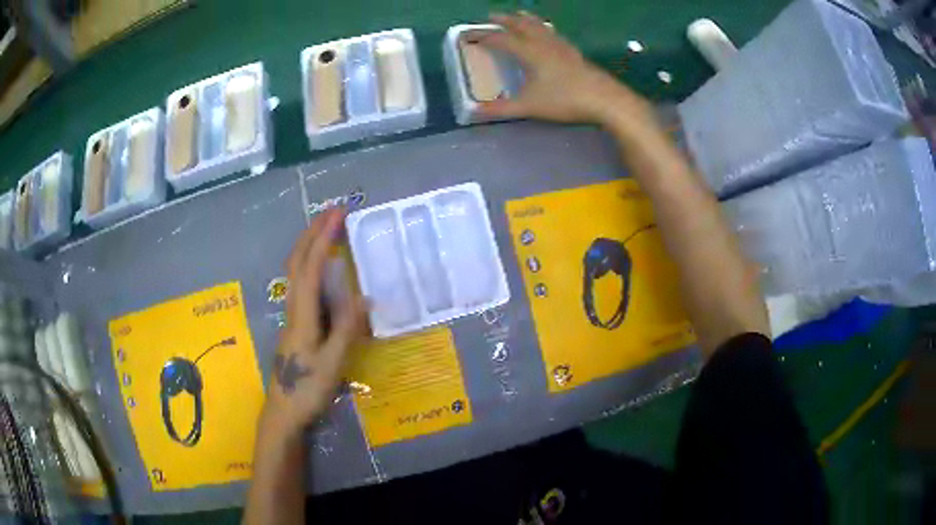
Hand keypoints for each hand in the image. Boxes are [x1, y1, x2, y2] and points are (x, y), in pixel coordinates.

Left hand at [263, 208, 367, 434]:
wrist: (284, 411)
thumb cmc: (308, 389)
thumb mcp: (332, 363)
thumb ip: (346, 329)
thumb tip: (363, 295)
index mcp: (302, 315)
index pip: (310, 267)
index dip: (323, 238)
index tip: (338, 214)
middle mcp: (293, 308)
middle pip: (297, 262)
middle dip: (313, 233)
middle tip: (332, 212)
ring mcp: (292, 316)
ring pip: (297, 272)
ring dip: (310, 245)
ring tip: (328, 230)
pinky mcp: (296, 324)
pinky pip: (302, 285)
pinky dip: (312, 264)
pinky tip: (323, 268)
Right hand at [478, 12, 653, 126]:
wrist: (605, 99)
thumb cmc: (565, 100)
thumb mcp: (529, 106)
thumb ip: (502, 108)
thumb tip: (476, 111)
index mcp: (528, 52)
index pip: (500, 39)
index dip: (483, 36)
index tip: (468, 36)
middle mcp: (543, 43)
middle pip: (520, 25)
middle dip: (504, 20)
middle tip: (492, 16)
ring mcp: (561, 46)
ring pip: (539, 26)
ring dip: (525, 19)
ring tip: (519, 15)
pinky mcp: (574, 52)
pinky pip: (553, 33)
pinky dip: (543, 28)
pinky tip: (548, 33)